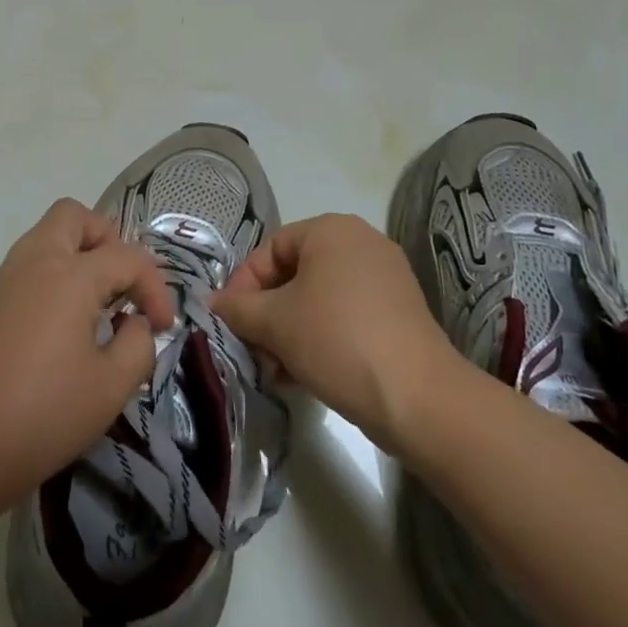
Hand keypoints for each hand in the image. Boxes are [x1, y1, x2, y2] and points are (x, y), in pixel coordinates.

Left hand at [0, 199, 176, 509]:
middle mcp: (37, 260)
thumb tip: (135, 324)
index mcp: (71, 275)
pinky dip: (57, 272)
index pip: (128, 258)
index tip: (162, 327)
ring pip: (49, 234)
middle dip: (108, 241)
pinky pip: (32, 261)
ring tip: (99, 303)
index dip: (155, 288)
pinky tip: (68, 320)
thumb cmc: (45, 413)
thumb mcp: (112, 386)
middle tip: (122, 285)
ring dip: (81, 253)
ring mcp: (9, 276)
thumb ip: (138, 344)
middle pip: (75, 216)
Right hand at [212, 214, 457, 453]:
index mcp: (331, 229)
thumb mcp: (274, 323)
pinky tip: (305, 373)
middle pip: (295, 273)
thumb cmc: (336, 340)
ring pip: (319, 297)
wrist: (418, 397)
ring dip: (290, 329)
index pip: (270, 249)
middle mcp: (361, 241)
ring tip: (277, 369)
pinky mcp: (400, 310)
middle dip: (267, 313)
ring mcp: (386, 276)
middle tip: (252, 348)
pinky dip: (321, 335)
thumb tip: (209, 301)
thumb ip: (237, 307)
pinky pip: (346, 313)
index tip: (230, 321)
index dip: (243, 284)